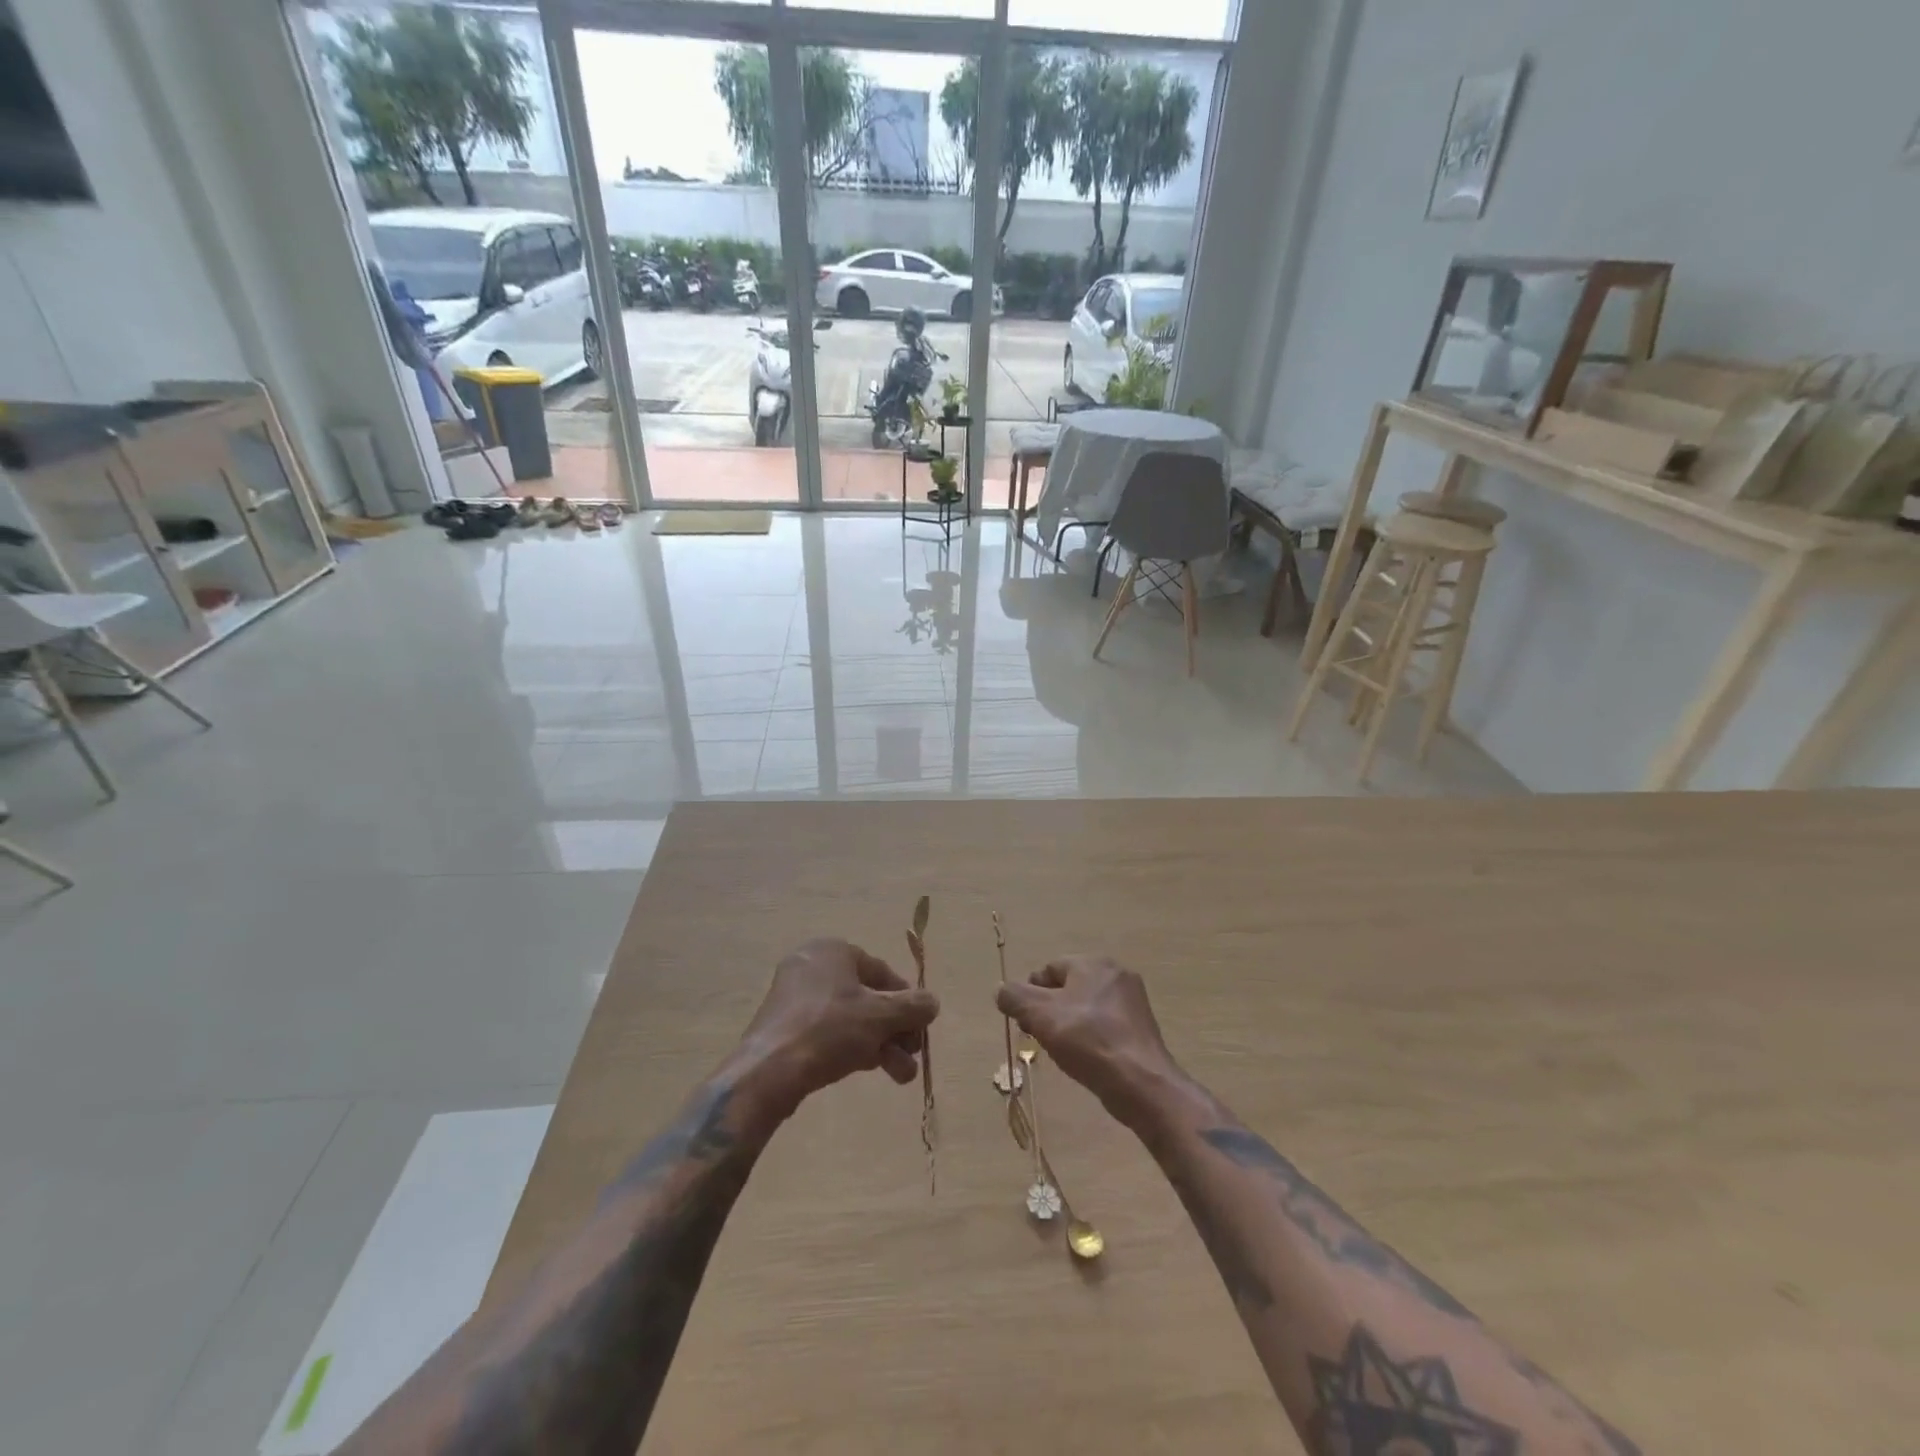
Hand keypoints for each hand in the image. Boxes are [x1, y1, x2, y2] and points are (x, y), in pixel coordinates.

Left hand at [737, 939, 939, 1118]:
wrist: (769, 1072)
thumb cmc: (830, 1030)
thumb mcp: (881, 1016)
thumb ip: (913, 1007)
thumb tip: (932, 1002)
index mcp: (832, 950)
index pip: (881, 971)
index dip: (906, 1000)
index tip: (920, 1027)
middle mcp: (811, 966)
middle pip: (867, 997)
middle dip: (894, 1029)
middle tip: (912, 1054)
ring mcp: (794, 998)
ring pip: (850, 1018)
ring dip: (880, 1044)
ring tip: (899, 1075)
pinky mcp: (784, 1027)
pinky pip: (827, 1031)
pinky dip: (851, 1047)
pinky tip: (869, 1070)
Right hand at [996, 956, 1180, 1122]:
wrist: (1140, 1083)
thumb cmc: (1087, 1040)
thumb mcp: (1040, 1015)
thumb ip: (1014, 997)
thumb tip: (1001, 990)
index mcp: (1093, 963)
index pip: (1049, 969)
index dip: (1031, 993)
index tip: (1025, 1021)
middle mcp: (1115, 974)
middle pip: (1068, 987)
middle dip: (1048, 1010)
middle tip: (1039, 1037)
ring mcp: (1132, 1002)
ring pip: (1086, 1007)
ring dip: (1068, 1025)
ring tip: (1061, 1051)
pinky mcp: (1141, 1028)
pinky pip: (1104, 1025)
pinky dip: (1089, 1037)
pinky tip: (1085, 1059)